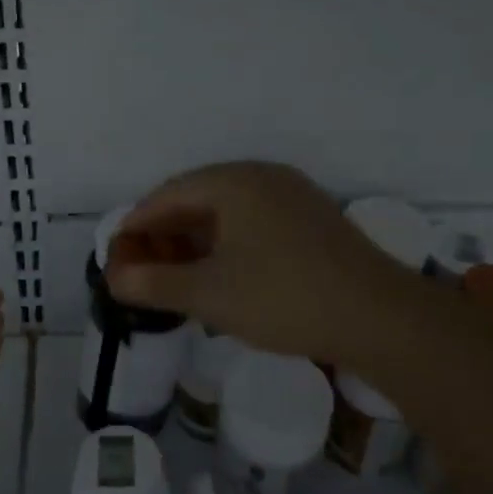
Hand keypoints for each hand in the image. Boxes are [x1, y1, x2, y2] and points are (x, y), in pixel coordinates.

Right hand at [105, 162, 417, 365]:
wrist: (379, 317)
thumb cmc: (282, 297)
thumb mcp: (209, 295)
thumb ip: (154, 284)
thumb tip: (114, 279)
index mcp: (233, 181)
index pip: (167, 195)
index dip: (136, 225)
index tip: (116, 256)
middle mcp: (262, 175)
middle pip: (197, 197)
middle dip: (166, 233)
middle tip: (145, 269)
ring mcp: (292, 194)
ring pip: (228, 210)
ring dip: (197, 239)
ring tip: (178, 274)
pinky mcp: (312, 218)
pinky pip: (254, 220)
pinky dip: (228, 243)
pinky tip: (223, 272)